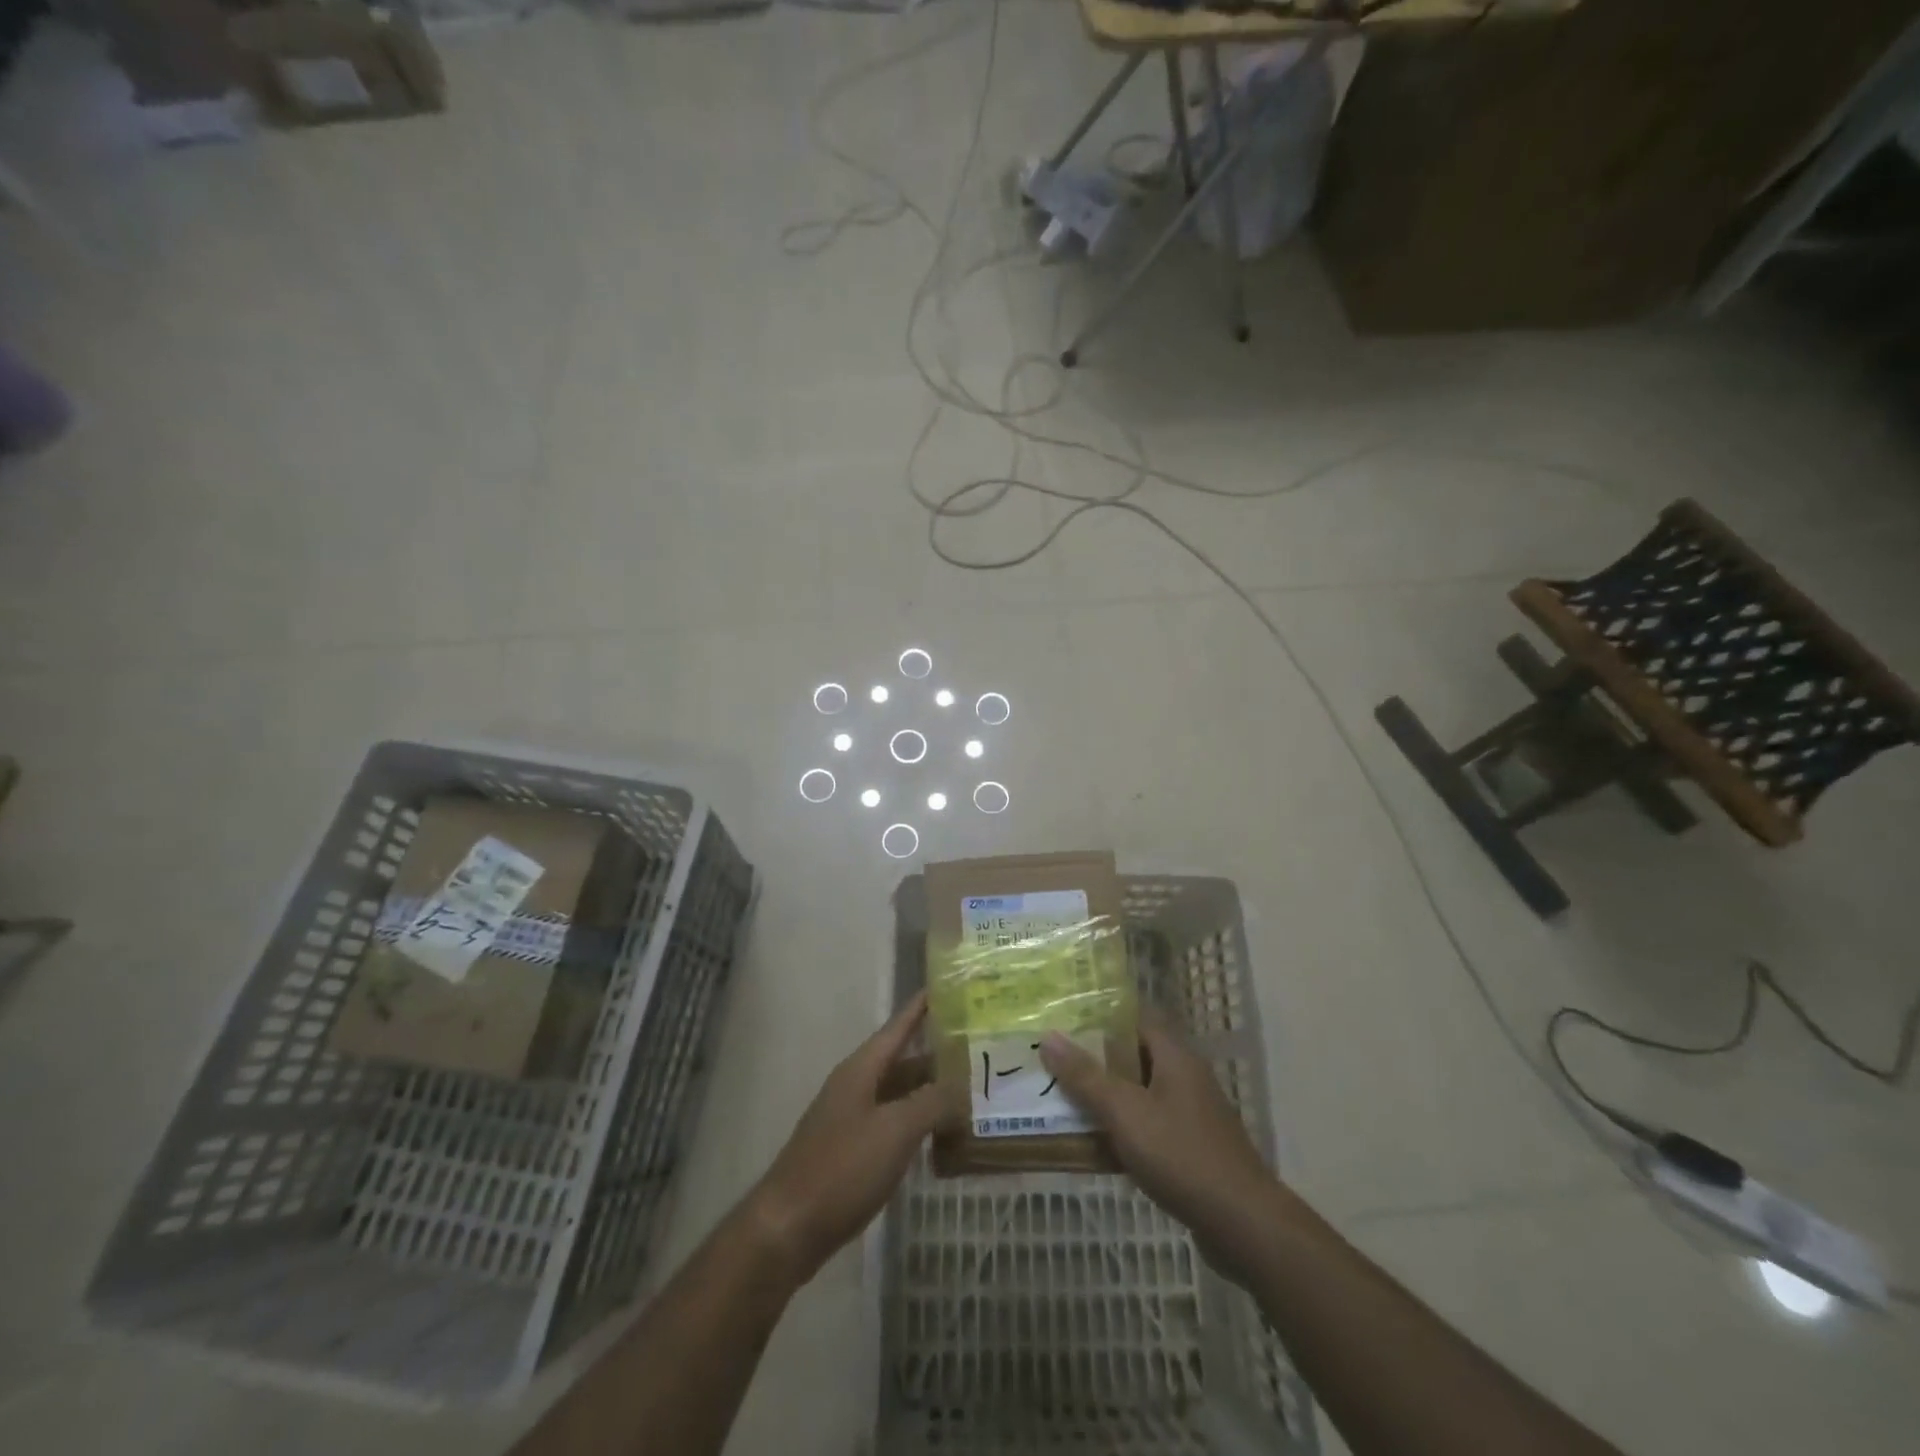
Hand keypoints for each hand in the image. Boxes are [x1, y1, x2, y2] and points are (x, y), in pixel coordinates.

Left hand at [746, 992, 941, 1284]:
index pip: (899, 1026)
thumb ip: (933, 1102)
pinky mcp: (851, 1154)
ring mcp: (851, 1121)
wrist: (788, 1229)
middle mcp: (855, 1087)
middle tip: (978, 1049)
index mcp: (862, 1069)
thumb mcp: (895, 1130)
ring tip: (970, 1093)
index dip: (922, 1007)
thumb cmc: (842, 1168)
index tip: (948, 986)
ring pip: (899, 1096)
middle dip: (937, 1055)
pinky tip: (941, 1138)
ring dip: (930, 1093)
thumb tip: (962, 1088)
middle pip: (902, 1061)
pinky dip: (918, 1126)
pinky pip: (892, 1127)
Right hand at [1040, 1008, 1284, 1279]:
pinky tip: (1094, 1146)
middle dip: (1094, 1060)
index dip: (1099, 1016)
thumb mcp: (1125, 1112)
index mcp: (1174, 1056)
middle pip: (1133, 1056)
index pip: (1135, 1018)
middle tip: (1052, 1060)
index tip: (1063, 1019)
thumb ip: (1086, 1076)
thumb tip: (1049, 1036)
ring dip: (1105, 1098)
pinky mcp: (1191, 1149)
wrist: (1243, 1225)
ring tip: (1062, 1099)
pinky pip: (1148, 1127)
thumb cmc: (1181, 1155)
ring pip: (1138, 1094)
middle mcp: (1185, 1077)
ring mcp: (1191, 1115)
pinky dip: (1122, 1130)